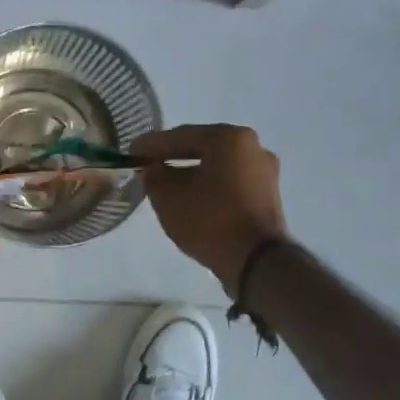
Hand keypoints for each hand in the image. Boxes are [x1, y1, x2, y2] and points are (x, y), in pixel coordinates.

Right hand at [131, 124, 290, 295]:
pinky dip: (209, 186)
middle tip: (148, 165)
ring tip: (167, 184)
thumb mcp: (168, 198)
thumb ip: (154, 176)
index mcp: (229, 138)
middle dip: (173, 157)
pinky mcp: (268, 196)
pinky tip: (191, 198)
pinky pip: (230, 182)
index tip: (131, 152)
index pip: (181, 136)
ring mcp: (265, 172)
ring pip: (217, 166)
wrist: (257, 263)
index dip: (152, 145)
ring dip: (192, 173)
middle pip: (202, 148)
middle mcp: (252, 147)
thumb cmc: (210, 220)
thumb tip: (154, 169)